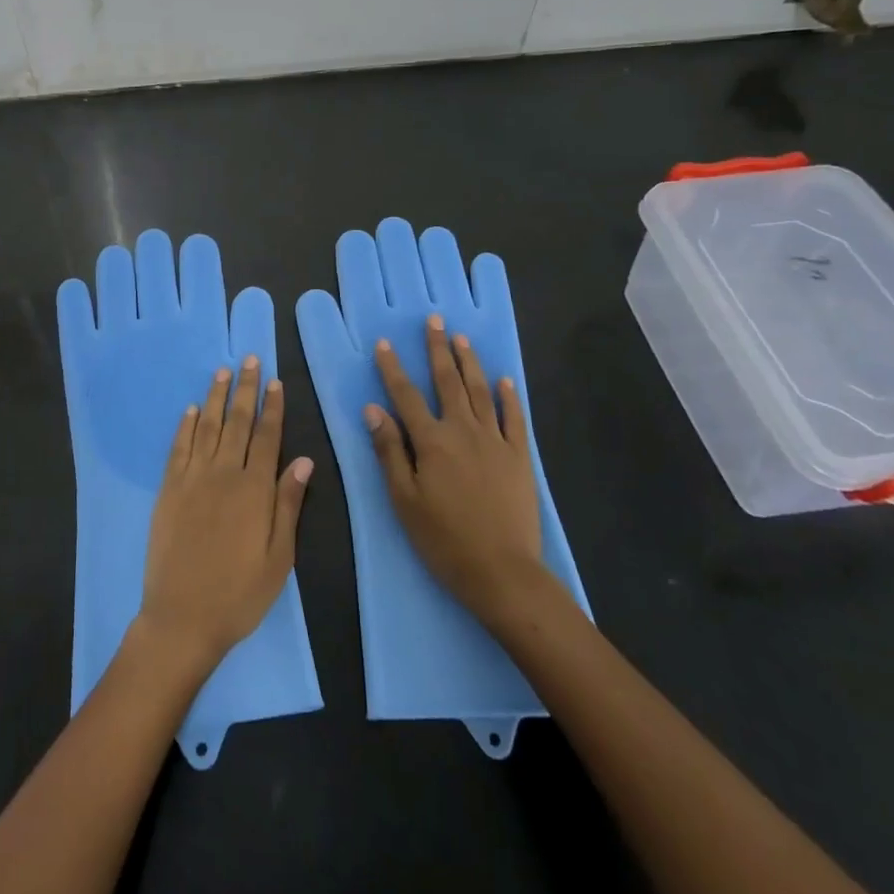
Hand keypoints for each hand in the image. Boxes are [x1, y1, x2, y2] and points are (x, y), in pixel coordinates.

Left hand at [138, 356, 313, 674]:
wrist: (183, 617)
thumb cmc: (240, 593)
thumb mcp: (279, 557)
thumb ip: (289, 504)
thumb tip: (303, 460)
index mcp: (254, 489)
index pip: (267, 436)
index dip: (273, 407)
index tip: (276, 381)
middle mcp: (223, 474)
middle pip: (237, 422)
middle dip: (245, 388)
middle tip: (249, 359)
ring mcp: (192, 479)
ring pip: (206, 427)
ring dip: (215, 397)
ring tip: (222, 371)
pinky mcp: (168, 489)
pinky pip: (178, 448)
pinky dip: (185, 425)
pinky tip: (190, 409)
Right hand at [366, 315, 543, 631]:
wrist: (502, 572)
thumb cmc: (444, 540)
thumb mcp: (404, 499)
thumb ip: (389, 451)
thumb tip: (373, 410)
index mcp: (431, 441)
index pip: (406, 396)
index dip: (393, 369)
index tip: (385, 343)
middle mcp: (463, 431)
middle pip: (448, 382)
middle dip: (438, 349)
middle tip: (435, 321)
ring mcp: (495, 441)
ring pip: (480, 392)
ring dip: (469, 363)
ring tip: (462, 339)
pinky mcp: (519, 457)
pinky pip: (514, 418)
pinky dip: (509, 397)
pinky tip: (505, 380)